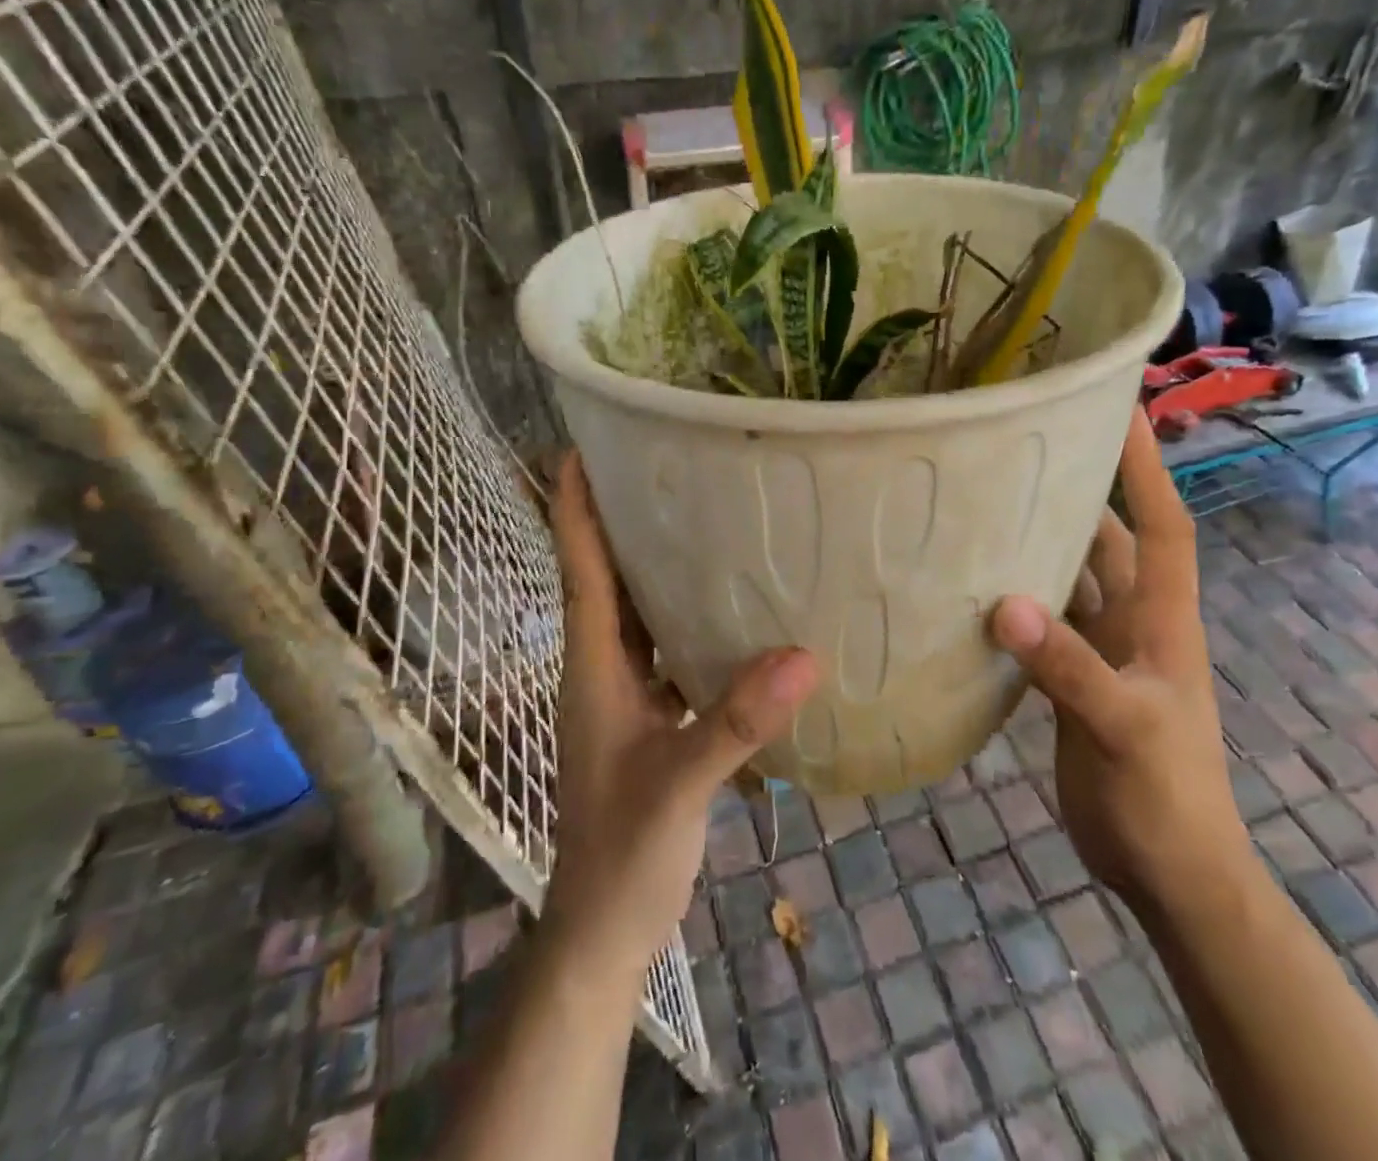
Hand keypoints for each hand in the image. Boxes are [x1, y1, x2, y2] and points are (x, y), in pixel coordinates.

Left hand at [543, 453, 819, 978]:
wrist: (605, 928)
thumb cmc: (623, 854)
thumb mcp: (678, 786)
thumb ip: (734, 724)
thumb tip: (802, 656)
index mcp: (594, 666)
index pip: (580, 569)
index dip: (576, 507)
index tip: (580, 448)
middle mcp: (605, 666)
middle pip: (609, 575)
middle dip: (624, 517)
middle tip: (665, 461)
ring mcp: (626, 692)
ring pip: (639, 609)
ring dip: (657, 563)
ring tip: (703, 513)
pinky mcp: (651, 715)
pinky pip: (668, 646)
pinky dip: (689, 616)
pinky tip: (733, 605)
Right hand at [989, 409, 1249, 914]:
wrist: (1169, 873)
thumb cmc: (1167, 797)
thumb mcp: (1125, 728)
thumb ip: (1070, 668)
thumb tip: (1006, 607)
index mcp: (1162, 619)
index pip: (1162, 525)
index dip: (1146, 467)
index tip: (1123, 409)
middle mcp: (1132, 623)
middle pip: (1105, 542)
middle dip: (1077, 493)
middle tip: (1026, 448)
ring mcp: (1101, 653)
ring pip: (1067, 582)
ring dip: (1036, 548)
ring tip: (984, 506)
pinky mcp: (1072, 683)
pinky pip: (1040, 627)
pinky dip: (1013, 605)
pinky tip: (970, 589)